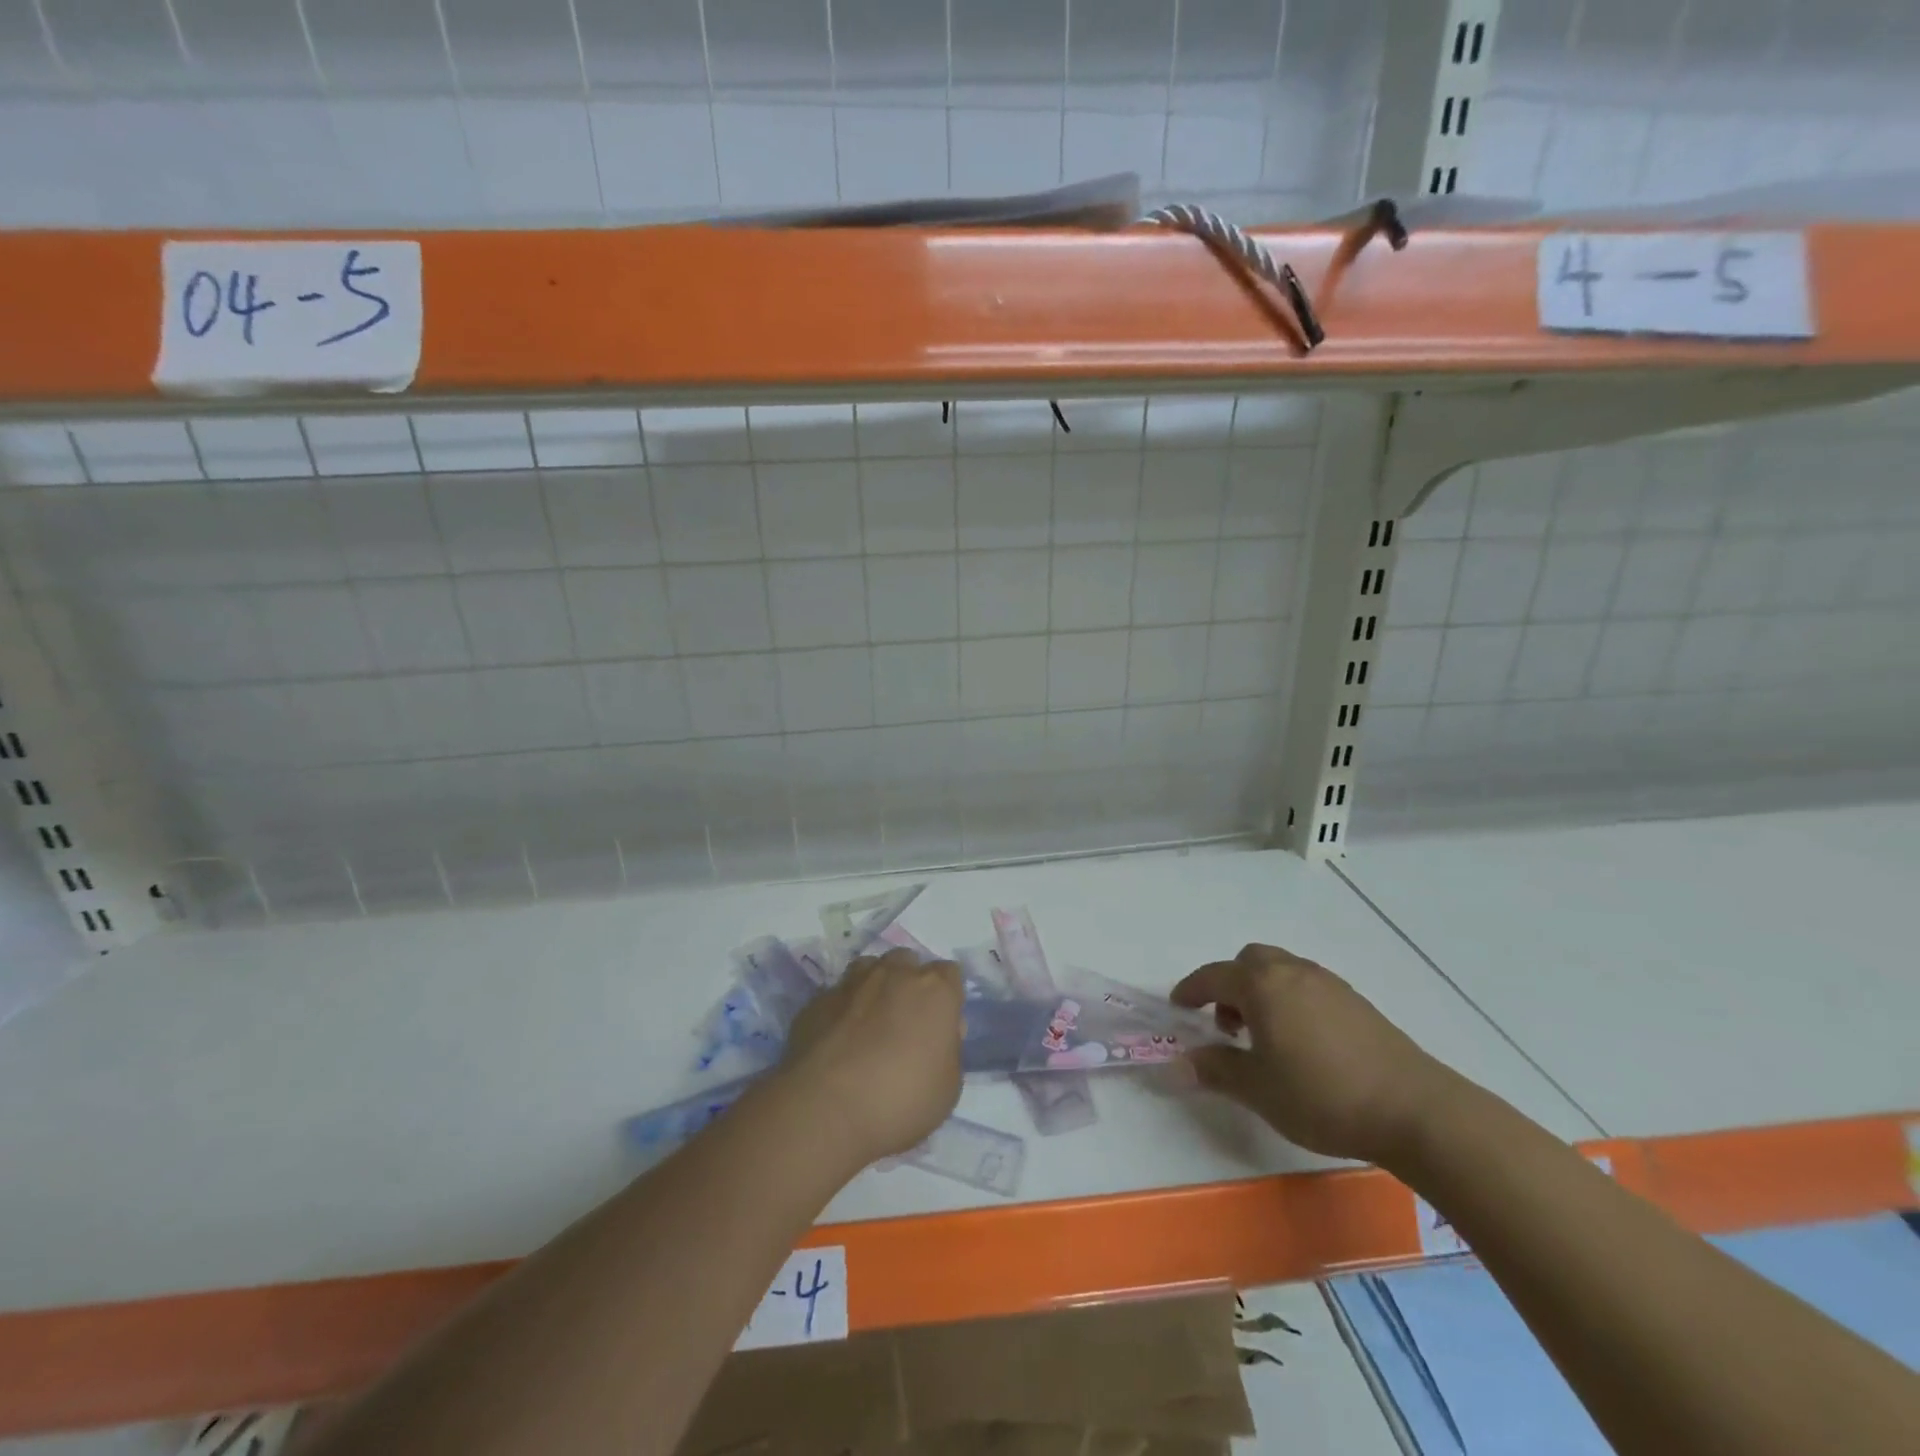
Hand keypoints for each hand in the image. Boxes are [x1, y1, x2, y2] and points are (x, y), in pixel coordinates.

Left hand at [776, 948, 964, 1170]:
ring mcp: (852, 983)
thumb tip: (937, 1034)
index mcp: (933, 990)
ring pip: (869, 969)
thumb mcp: (948, 1088)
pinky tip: (838, 1042)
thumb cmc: (900, 1100)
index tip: (941, 1027)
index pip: (949, 974)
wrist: (825, 1108)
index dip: (947, 998)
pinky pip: (838, 996)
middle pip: (907, 963)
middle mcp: (894, 974)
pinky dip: (843, 1011)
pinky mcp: (817, 1000)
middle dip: (909, 984)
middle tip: (905, 1024)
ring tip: (870, 1025)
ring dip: (874, 988)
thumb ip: (948, 1051)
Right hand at [1171, 943, 1456, 1165]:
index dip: (1191, 989)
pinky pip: (1307, 986)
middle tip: (1226, 1025)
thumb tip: (1182, 1061)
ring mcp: (1328, 983)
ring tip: (1264, 1037)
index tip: (1178, 1007)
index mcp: (1261, 985)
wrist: (1413, 1109)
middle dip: (1229, 984)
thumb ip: (1216, 1069)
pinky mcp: (1356, 1002)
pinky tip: (1302, 1042)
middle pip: (1249, 961)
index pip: (1213, 975)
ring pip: (1281, 971)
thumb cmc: (1321, 1095)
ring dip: (1261, 991)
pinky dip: (1290, 1000)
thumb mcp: (1258, 1089)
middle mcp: (1292, 972)